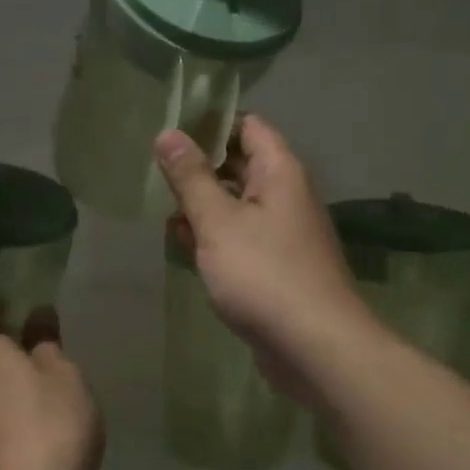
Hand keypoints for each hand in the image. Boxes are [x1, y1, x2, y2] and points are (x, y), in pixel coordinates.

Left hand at [0, 302, 103, 469]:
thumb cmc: (51, 429)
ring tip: (39, 390)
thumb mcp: (66, 379)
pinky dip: (7, 418)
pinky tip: (32, 429)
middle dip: (1, 350)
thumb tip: (37, 313)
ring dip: (5, 387)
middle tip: (34, 347)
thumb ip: (49, 345)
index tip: (9, 303)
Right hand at [154, 115, 372, 402]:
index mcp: (280, 172)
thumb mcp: (218, 222)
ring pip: (237, 203)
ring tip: (160, 206)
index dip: (211, 123)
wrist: (316, 347)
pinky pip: (240, 237)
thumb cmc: (264, 274)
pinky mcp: (276, 265)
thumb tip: (168, 134)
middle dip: (199, 167)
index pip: (248, 126)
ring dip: (202, 205)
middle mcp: (285, 195)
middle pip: (240, 164)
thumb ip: (191, 178)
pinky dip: (213, 236)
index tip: (170, 129)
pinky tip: (182, 244)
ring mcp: (282, 232)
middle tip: (154, 169)